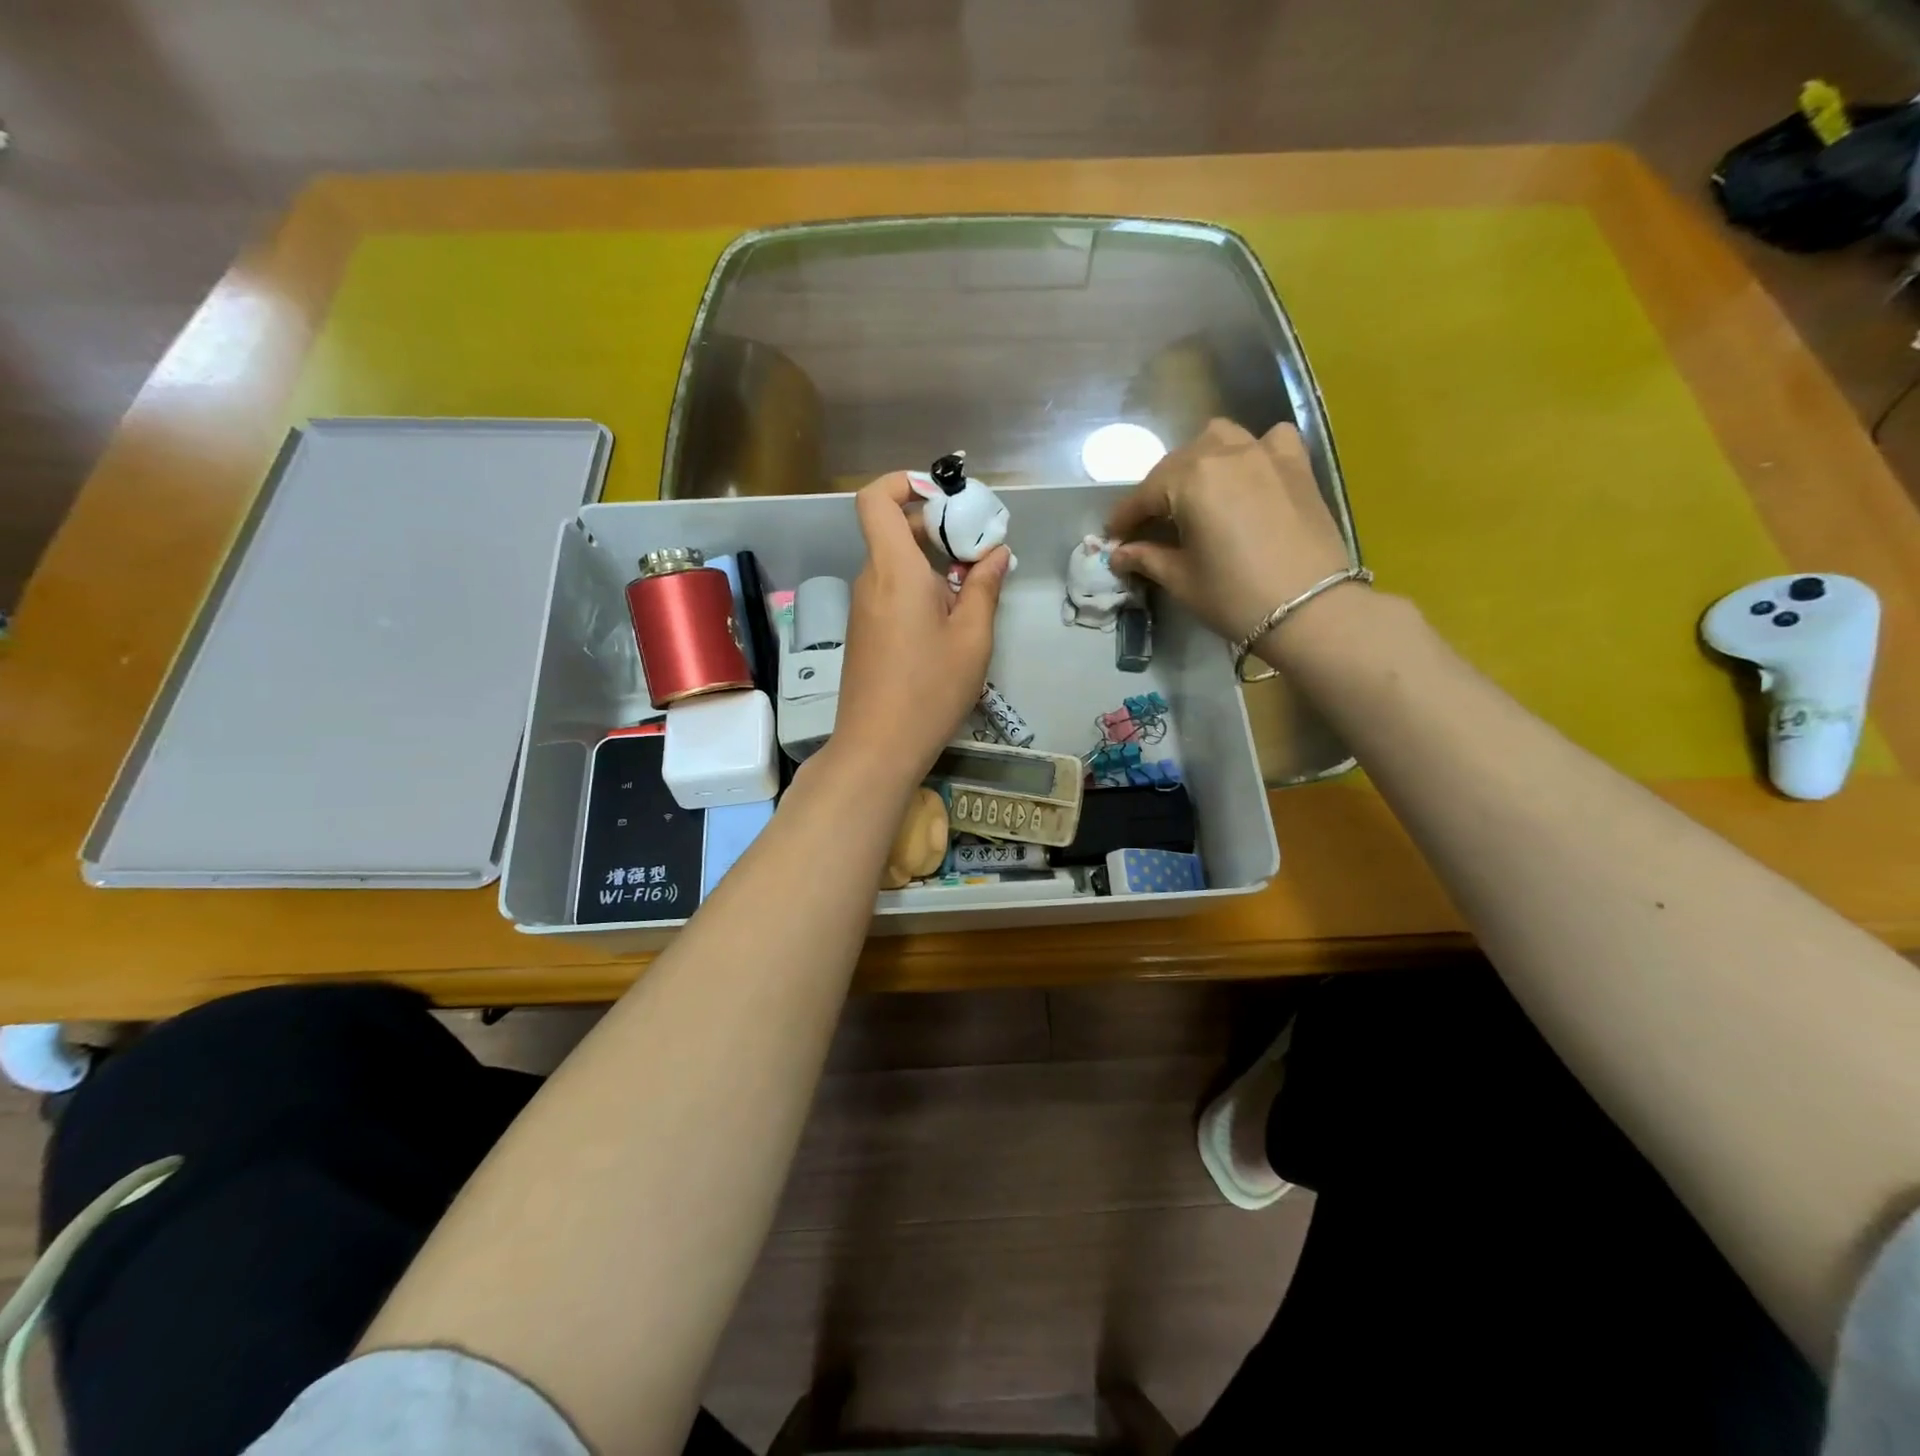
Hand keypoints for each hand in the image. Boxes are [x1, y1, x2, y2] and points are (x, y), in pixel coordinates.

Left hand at [829, 473, 1009, 786]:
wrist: (877, 747)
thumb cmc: (930, 690)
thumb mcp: (971, 638)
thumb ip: (983, 588)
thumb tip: (995, 553)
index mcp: (894, 570)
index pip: (876, 500)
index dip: (904, 484)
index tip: (944, 498)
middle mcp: (871, 580)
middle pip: (894, 531)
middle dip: (937, 529)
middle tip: (979, 552)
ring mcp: (863, 608)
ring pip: (896, 565)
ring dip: (933, 566)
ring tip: (972, 592)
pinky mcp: (865, 632)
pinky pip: (891, 592)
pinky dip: (919, 591)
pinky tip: (948, 622)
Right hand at [1107, 420, 1353, 659]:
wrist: (1311, 610)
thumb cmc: (1235, 597)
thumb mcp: (1182, 579)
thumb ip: (1147, 557)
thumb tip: (1119, 554)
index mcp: (1191, 480)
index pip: (1144, 494)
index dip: (1124, 519)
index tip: (1113, 538)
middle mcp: (1225, 453)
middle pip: (1177, 464)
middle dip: (1157, 492)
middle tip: (1149, 525)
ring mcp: (1265, 453)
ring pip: (1219, 439)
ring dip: (1199, 460)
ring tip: (1195, 492)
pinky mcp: (1296, 464)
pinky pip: (1268, 440)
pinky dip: (1251, 451)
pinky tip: (1248, 474)